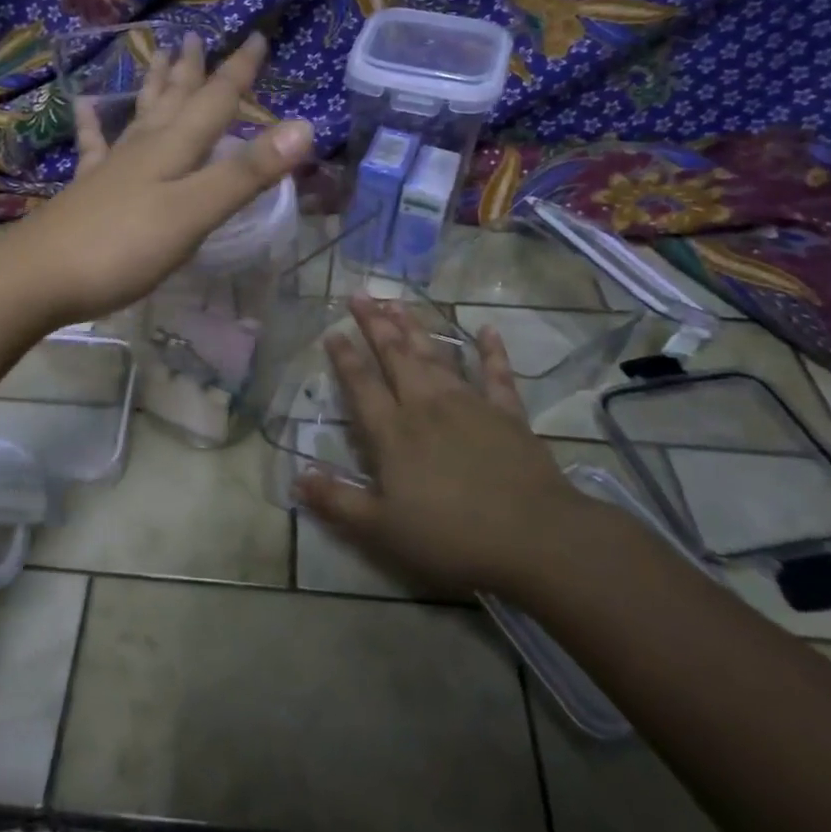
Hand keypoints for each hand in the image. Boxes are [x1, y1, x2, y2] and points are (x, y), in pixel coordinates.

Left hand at [4, 32, 312, 326]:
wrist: (39, 276)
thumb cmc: (123, 247)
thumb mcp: (194, 213)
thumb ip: (245, 174)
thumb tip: (304, 127)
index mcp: (174, 150)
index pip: (215, 101)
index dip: (238, 72)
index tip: (256, 36)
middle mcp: (143, 149)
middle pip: (174, 100)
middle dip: (192, 70)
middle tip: (197, 36)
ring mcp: (112, 168)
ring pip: (140, 116)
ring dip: (154, 85)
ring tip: (156, 53)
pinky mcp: (87, 190)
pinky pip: (94, 146)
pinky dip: (93, 122)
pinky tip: (85, 104)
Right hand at [295, 299, 589, 596]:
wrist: (534, 536)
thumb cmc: (451, 535)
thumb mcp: (382, 529)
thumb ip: (338, 501)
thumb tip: (296, 478)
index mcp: (393, 432)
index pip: (361, 384)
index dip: (344, 357)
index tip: (332, 331)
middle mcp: (426, 406)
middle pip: (395, 356)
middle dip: (375, 324)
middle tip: (360, 295)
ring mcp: (469, 404)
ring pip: (436, 355)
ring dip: (415, 327)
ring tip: (399, 302)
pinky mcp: (507, 413)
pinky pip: (496, 374)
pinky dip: (491, 351)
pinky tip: (487, 329)